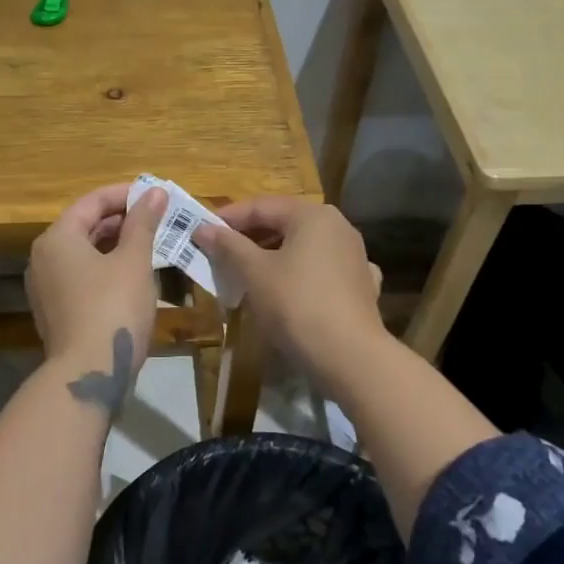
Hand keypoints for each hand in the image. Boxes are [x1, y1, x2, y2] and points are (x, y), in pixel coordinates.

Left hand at [25, 184, 165, 409]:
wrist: (89, 374)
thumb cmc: (113, 307)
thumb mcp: (134, 261)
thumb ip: (143, 222)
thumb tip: (155, 192)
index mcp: (57, 238)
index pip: (92, 202)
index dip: (125, 195)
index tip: (156, 195)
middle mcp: (44, 258)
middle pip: (86, 226)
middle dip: (123, 220)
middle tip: (158, 219)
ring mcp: (47, 288)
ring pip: (85, 253)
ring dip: (117, 245)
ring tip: (152, 243)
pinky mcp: (57, 311)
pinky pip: (83, 277)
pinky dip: (107, 268)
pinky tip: (135, 274)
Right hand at [193, 198, 386, 391]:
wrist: (350, 356)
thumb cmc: (296, 304)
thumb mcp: (255, 272)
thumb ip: (229, 246)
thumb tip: (203, 228)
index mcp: (313, 215)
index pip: (262, 206)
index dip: (229, 218)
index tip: (203, 232)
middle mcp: (338, 227)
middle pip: (285, 223)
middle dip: (250, 238)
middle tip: (220, 254)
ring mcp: (354, 256)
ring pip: (304, 247)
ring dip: (274, 256)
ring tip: (247, 274)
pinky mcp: (361, 285)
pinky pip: (322, 270)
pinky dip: (301, 274)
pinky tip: (291, 289)